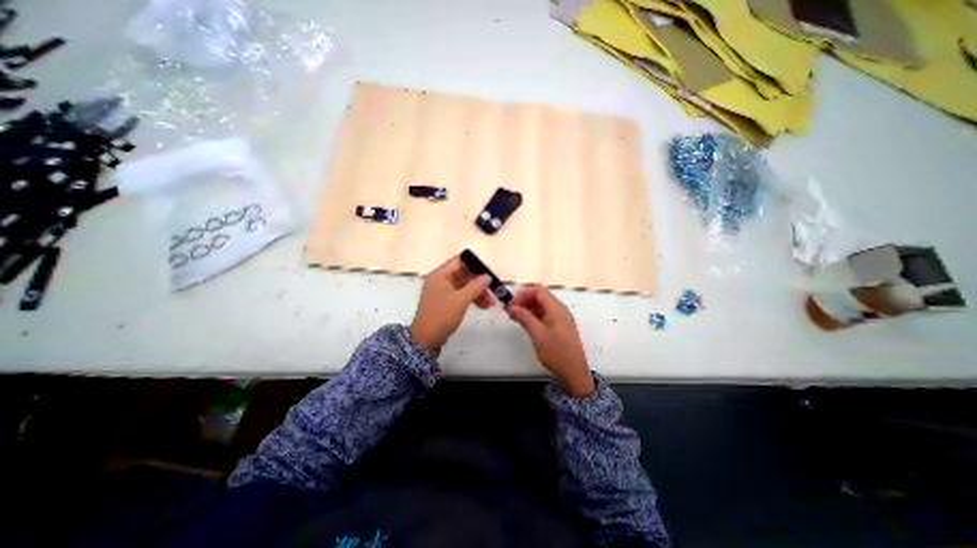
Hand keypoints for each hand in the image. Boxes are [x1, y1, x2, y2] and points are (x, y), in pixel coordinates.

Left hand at [410, 254, 496, 347]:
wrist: (425, 339)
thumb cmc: (442, 316)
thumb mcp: (461, 300)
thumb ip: (475, 286)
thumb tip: (487, 276)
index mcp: (440, 275)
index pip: (459, 261)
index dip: (474, 265)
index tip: (487, 273)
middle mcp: (440, 280)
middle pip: (463, 274)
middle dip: (479, 282)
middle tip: (492, 291)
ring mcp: (442, 291)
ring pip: (464, 286)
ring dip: (477, 292)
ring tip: (490, 303)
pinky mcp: (445, 302)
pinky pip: (461, 295)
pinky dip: (471, 299)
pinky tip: (483, 306)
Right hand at [509, 285, 590, 395]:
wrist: (574, 373)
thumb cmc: (556, 352)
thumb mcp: (537, 334)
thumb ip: (524, 317)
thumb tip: (511, 306)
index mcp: (556, 308)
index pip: (538, 290)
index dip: (523, 293)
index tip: (512, 303)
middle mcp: (559, 309)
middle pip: (540, 296)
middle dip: (524, 300)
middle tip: (511, 310)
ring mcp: (560, 318)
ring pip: (541, 305)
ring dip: (527, 308)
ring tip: (514, 316)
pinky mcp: (558, 326)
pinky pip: (544, 314)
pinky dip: (533, 315)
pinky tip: (524, 322)